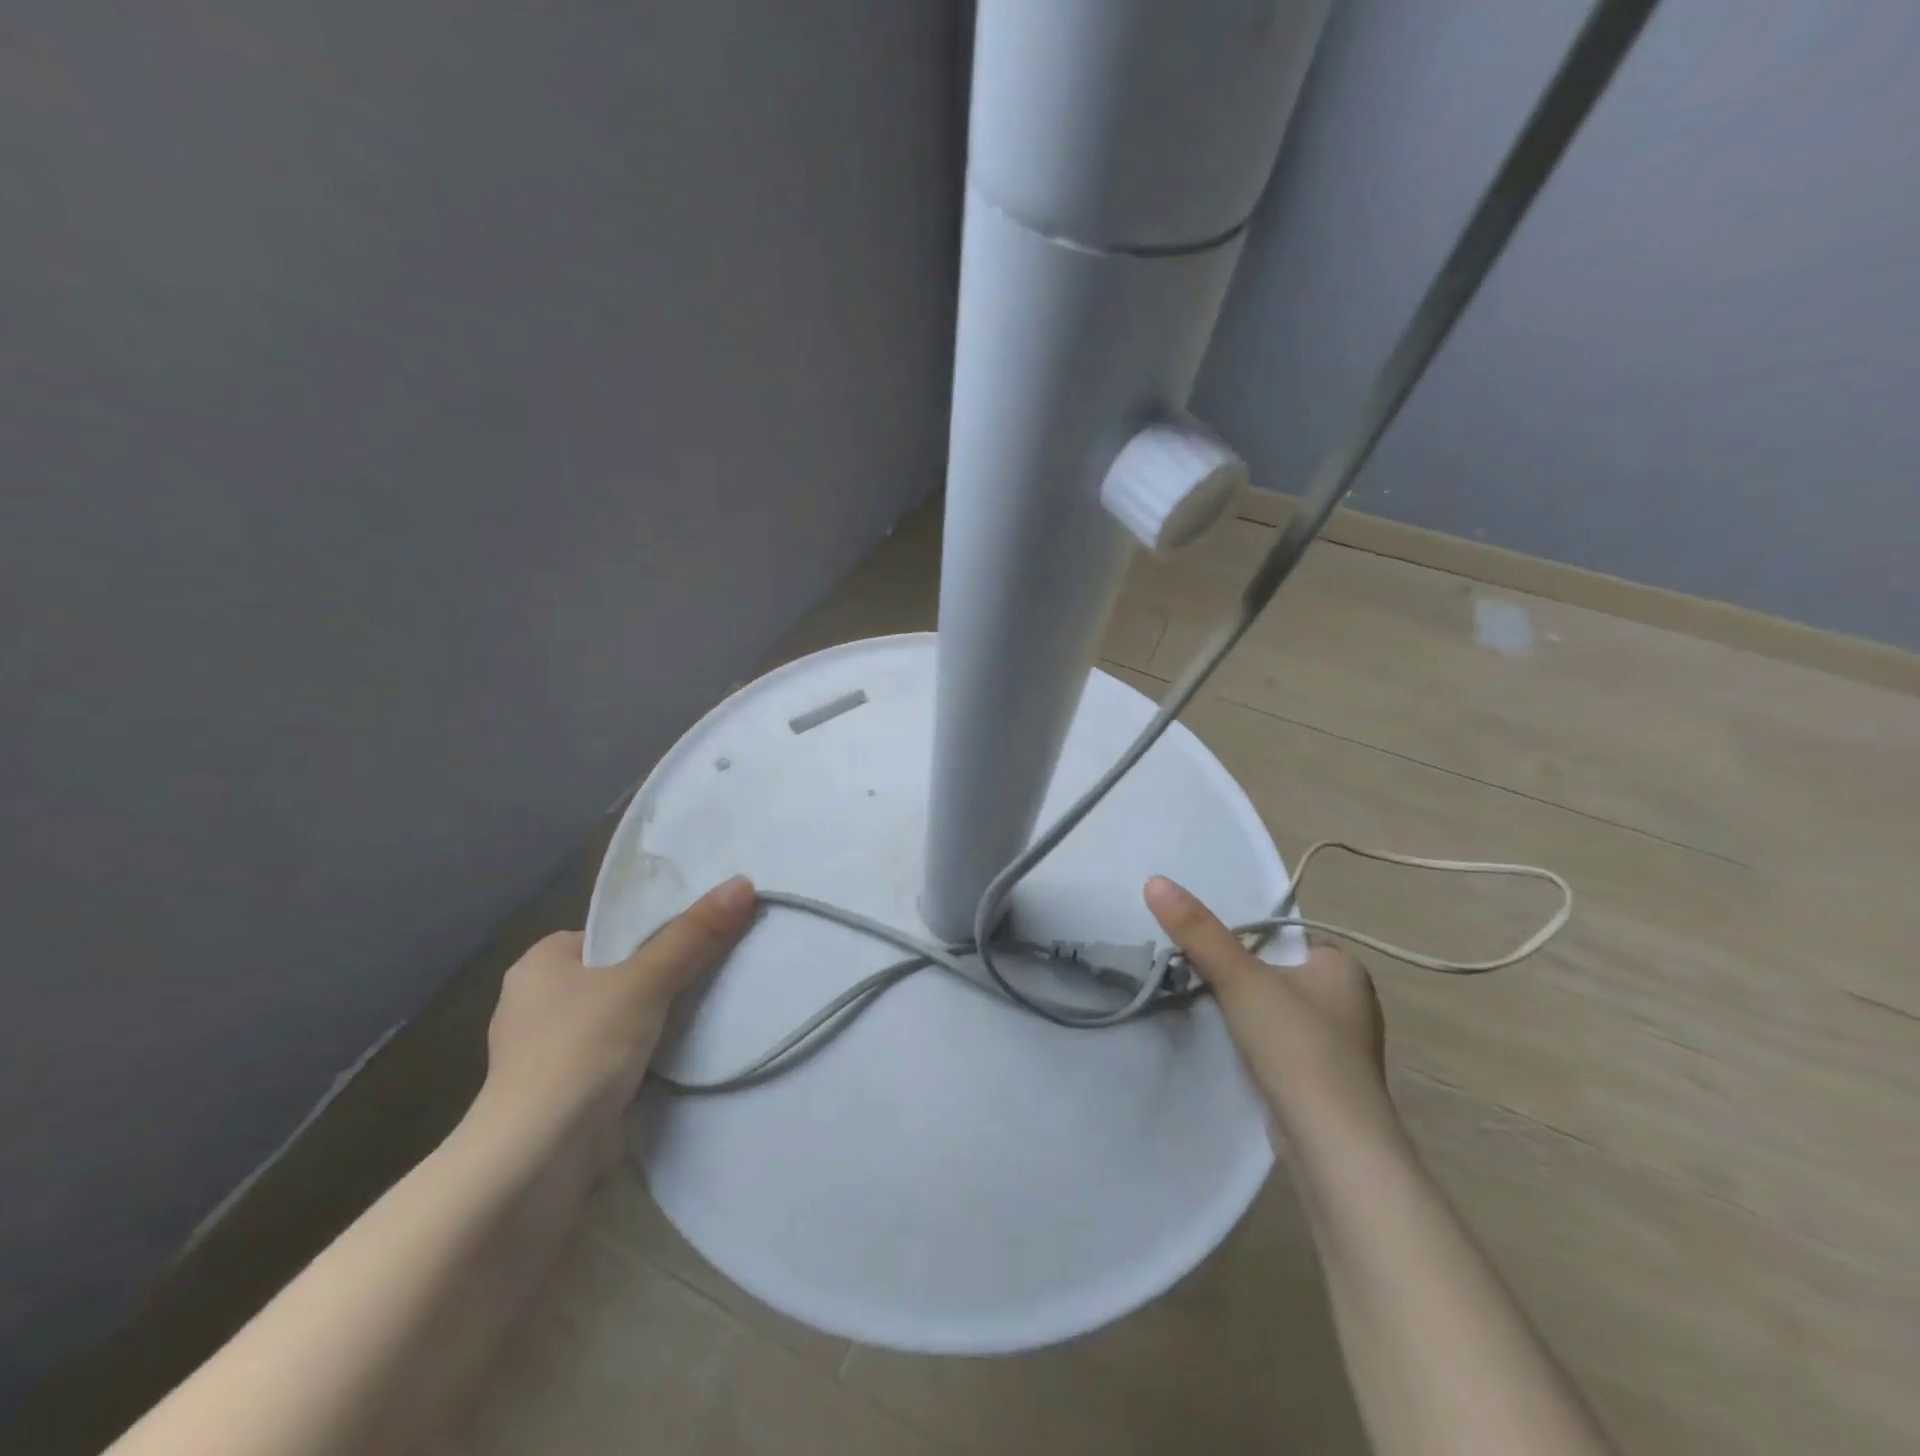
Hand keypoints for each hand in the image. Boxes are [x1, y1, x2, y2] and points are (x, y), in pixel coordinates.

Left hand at [478, 876, 756, 1149]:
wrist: (537, 1161)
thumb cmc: (581, 1051)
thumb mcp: (645, 982)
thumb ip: (694, 935)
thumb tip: (742, 883)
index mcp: (539, 964)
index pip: (609, 934)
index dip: (653, 934)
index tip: (699, 938)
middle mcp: (535, 1003)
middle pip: (618, 973)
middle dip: (660, 977)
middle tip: (712, 970)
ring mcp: (546, 1052)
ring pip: (619, 1016)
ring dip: (654, 1019)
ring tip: (705, 1008)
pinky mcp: (562, 1092)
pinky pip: (615, 1055)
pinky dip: (644, 1054)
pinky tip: (678, 1053)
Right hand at [1144, 875, 1392, 1148]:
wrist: (1333, 1143)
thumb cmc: (1296, 1045)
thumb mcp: (1240, 979)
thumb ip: (1198, 931)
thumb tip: (1155, 880)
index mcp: (1344, 967)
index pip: (1284, 938)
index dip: (1245, 943)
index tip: (1211, 956)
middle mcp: (1352, 1001)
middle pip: (1278, 974)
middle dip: (1244, 980)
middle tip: (1205, 985)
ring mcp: (1344, 1045)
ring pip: (1281, 1011)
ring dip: (1250, 1014)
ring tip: (1217, 1019)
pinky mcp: (1330, 1081)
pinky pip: (1286, 1045)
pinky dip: (1262, 1045)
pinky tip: (1241, 1054)